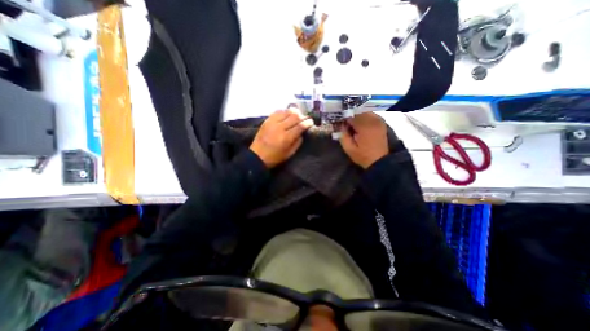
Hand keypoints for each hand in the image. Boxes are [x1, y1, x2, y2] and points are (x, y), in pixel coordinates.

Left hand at [248, 107, 312, 167]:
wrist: (257, 156)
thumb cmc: (275, 157)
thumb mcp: (289, 153)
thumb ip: (297, 142)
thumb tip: (302, 132)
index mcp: (286, 138)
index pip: (300, 126)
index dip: (307, 122)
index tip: (311, 122)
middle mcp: (280, 127)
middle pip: (295, 116)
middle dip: (302, 116)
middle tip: (305, 118)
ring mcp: (272, 122)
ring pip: (286, 111)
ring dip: (294, 112)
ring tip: (297, 115)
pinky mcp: (267, 120)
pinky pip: (277, 111)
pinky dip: (284, 112)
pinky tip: (286, 115)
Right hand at [339, 113, 389, 168]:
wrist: (379, 161)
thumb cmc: (363, 156)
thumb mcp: (348, 148)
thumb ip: (343, 135)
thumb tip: (341, 125)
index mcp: (364, 127)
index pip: (351, 116)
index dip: (343, 118)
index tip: (339, 123)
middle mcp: (372, 120)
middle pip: (358, 111)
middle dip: (350, 116)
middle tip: (345, 123)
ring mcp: (378, 121)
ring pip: (365, 111)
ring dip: (357, 115)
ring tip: (352, 123)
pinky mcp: (381, 123)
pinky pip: (371, 115)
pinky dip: (364, 117)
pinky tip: (361, 124)